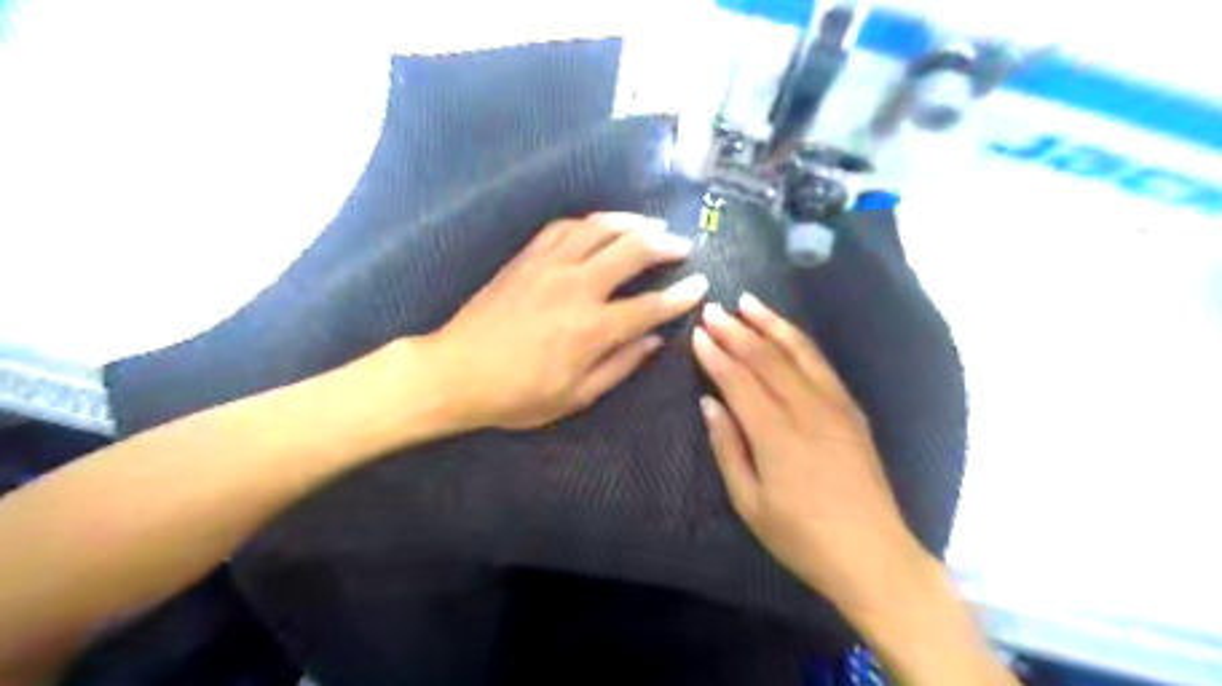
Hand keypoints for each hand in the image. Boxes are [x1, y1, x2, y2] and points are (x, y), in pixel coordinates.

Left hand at [425, 211, 706, 431]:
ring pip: (601, 228)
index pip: (650, 305)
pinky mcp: (528, 257)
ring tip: (653, 225)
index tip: (701, 284)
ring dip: (633, 222)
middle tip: (684, 245)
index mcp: (592, 328)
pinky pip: (566, 226)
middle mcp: (577, 287)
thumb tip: (654, 341)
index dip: (681, 295)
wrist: (455, 372)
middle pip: (632, 251)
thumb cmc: (516, 395)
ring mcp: (550, 265)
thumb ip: (619, 366)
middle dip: (665, 245)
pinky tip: (603, 225)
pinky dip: (592, 221)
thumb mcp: (575, 397)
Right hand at [687, 292, 926, 613]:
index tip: (698, 333)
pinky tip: (785, 330)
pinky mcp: (851, 409)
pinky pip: (821, 364)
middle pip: (766, 358)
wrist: (872, 554)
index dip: (716, 354)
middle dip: (736, 331)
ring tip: (748, 302)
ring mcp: (834, 405)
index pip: (739, 380)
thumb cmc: (801, 537)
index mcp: (776, 435)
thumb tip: (709, 403)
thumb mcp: (749, 503)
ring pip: (798, 352)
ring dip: (770, 323)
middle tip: (713, 309)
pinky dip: (799, 341)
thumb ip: (727, 447)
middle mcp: (806, 409)